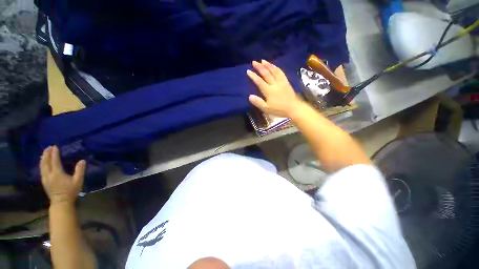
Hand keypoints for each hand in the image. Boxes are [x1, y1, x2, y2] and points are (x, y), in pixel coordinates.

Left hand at [40, 146, 85, 204]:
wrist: (61, 202)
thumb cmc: (71, 191)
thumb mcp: (78, 181)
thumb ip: (80, 171)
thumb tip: (82, 161)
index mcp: (57, 174)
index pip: (55, 161)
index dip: (54, 154)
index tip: (55, 146)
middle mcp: (49, 175)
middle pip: (46, 162)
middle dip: (46, 154)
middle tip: (48, 147)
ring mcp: (45, 178)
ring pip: (42, 166)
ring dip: (43, 158)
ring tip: (44, 153)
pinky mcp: (44, 181)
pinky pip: (41, 170)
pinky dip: (42, 164)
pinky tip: (43, 163)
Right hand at [247, 60, 304, 117]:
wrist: (293, 108)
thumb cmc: (279, 109)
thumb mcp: (266, 109)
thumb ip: (258, 102)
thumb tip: (250, 96)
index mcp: (269, 91)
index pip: (259, 82)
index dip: (253, 76)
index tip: (248, 71)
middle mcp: (274, 84)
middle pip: (266, 74)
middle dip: (259, 67)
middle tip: (254, 62)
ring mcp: (281, 82)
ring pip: (274, 71)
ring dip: (268, 65)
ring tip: (263, 60)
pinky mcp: (286, 82)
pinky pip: (281, 73)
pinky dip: (276, 68)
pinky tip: (274, 66)